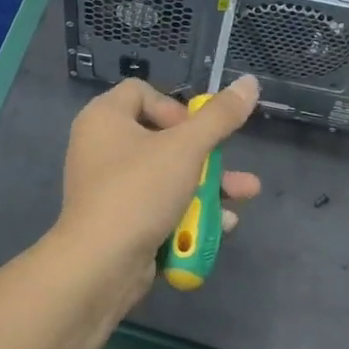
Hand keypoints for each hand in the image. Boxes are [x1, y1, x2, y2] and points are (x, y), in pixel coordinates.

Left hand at [54, 76, 261, 303]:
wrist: (99, 265)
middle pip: (161, 137)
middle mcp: (100, 147)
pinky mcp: (118, 220)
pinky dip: (187, 211)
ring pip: (165, 175)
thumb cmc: (139, 190)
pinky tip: (222, 224)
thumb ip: (220, 117)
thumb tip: (249, 82)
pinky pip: (156, 205)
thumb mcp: (187, 148)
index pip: (141, 92)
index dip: (174, 106)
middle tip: (228, 165)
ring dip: (207, 185)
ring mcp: (108, 187)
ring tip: (246, 194)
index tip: (196, 131)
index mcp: (104, 118)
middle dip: (206, 154)